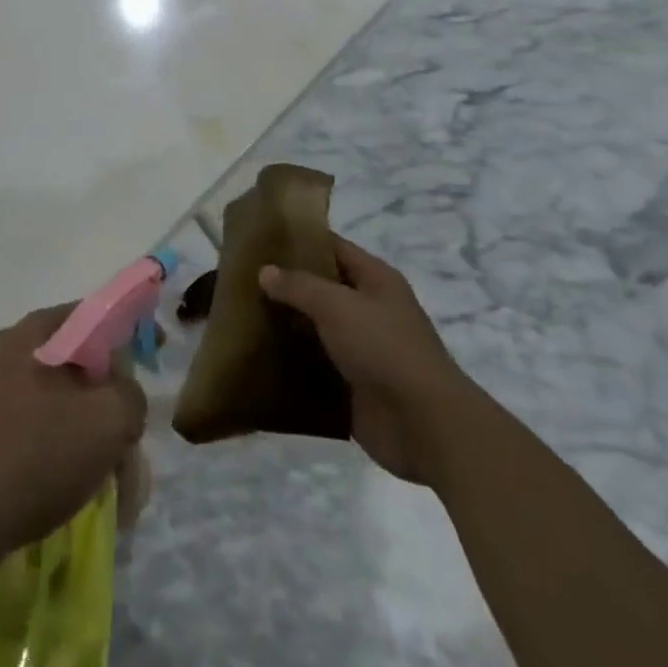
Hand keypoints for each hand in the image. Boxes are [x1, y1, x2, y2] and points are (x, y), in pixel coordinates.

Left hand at [0, 305, 147, 569]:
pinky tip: (66, 487)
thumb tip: (123, 397)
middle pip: (76, 360)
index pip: (94, 313)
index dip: (130, 331)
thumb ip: (131, 395)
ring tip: (104, 476)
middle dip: (108, 397)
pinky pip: (30, 427)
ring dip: (85, 430)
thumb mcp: (108, 422)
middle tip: (128, 438)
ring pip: (55, 400)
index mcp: (33, 332)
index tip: (154, 356)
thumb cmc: (34, 458)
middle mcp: (6, 350)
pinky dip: (56, 449)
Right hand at [259, 236, 469, 486]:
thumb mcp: (337, 305)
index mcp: (375, 279)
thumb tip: (265, 271)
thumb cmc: (384, 348)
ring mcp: (362, 350)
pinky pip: (316, 368)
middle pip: (321, 288)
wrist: (426, 427)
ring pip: (316, 329)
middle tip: (241, 280)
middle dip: (285, 285)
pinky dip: (292, 364)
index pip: (332, 247)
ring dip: (286, 326)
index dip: (299, 240)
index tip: (260, 239)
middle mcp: (369, 309)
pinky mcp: (353, 388)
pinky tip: (259, 359)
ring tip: (241, 317)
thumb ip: (298, 286)